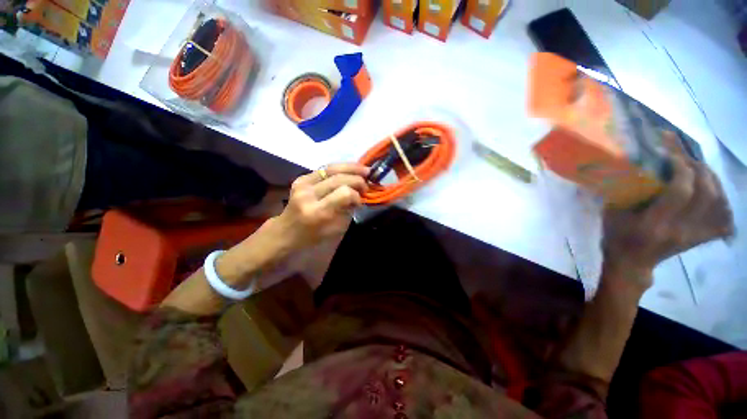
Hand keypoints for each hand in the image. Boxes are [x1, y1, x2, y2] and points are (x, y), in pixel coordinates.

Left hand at [274, 163, 369, 250]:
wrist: (286, 231)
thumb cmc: (312, 236)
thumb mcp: (335, 229)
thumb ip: (348, 209)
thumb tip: (359, 194)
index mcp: (318, 212)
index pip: (344, 193)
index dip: (356, 194)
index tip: (361, 200)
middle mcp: (309, 194)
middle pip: (339, 178)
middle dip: (357, 179)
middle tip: (367, 183)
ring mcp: (302, 184)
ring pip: (331, 168)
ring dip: (351, 167)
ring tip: (364, 170)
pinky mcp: (301, 178)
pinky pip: (324, 169)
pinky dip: (340, 168)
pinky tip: (349, 170)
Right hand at [602, 132, 733, 285]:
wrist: (631, 262)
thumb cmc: (617, 236)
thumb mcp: (612, 213)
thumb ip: (626, 191)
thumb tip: (639, 162)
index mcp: (654, 224)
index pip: (681, 192)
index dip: (680, 168)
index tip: (670, 153)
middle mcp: (681, 230)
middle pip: (706, 194)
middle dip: (699, 169)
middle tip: (685, 159)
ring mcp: (695, 236)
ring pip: (719, 203)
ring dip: (712, 181)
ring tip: (699, 170)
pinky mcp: (701, 239)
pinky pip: (724, 219)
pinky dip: (724, 203)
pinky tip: (714, 192)